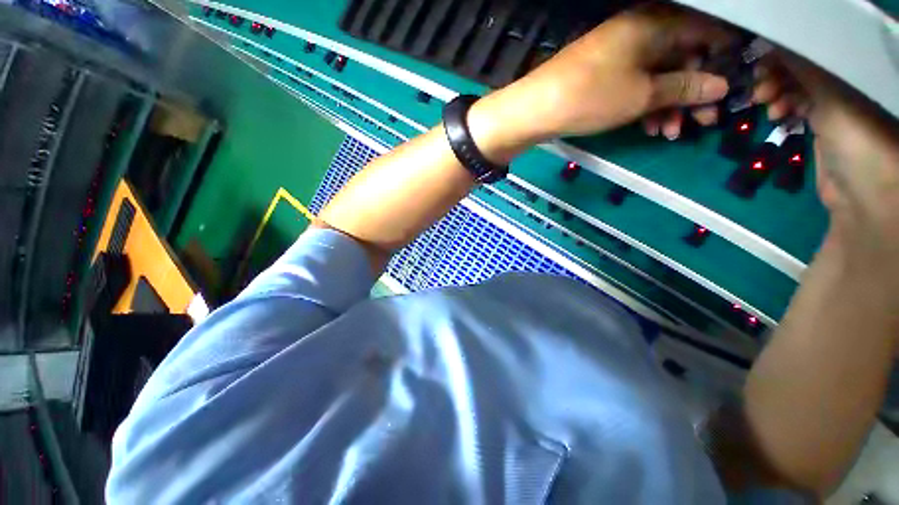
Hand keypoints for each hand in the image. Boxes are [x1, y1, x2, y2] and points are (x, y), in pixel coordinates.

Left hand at [493, 5, 732, 141]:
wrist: (537, 109)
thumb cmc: (591, 97)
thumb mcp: (643, 95)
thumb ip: (684, 88)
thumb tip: (720, 85)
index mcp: (655, 25)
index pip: (704, 34)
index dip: (721, 62)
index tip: (731, 89)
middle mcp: (640, 33)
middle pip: (682, 59)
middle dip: (694, 93)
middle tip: (703, 122)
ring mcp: (619, 54)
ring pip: (658, 77)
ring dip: (669, 106)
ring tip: (671, 133)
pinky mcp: (605, 75)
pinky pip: (636, 86)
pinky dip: (646, 105)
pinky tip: (650, 128)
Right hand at [756, 54, 898, 301]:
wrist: (864, 200)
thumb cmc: (862, 144)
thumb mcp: (838, 98)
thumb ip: (812, 67)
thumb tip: (779, 40)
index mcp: (866, 66)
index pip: (825, 41)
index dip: (793, 44)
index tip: (766, 53)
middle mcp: (855, 77)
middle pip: (812, 59)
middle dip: (781, 69)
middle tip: (761, 83)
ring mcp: (843, 100)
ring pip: (803, 80)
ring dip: (779, 88)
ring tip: (765, 102)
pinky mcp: (828, 122)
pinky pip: (802, 101)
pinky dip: (786, 104)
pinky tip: (774, 113)